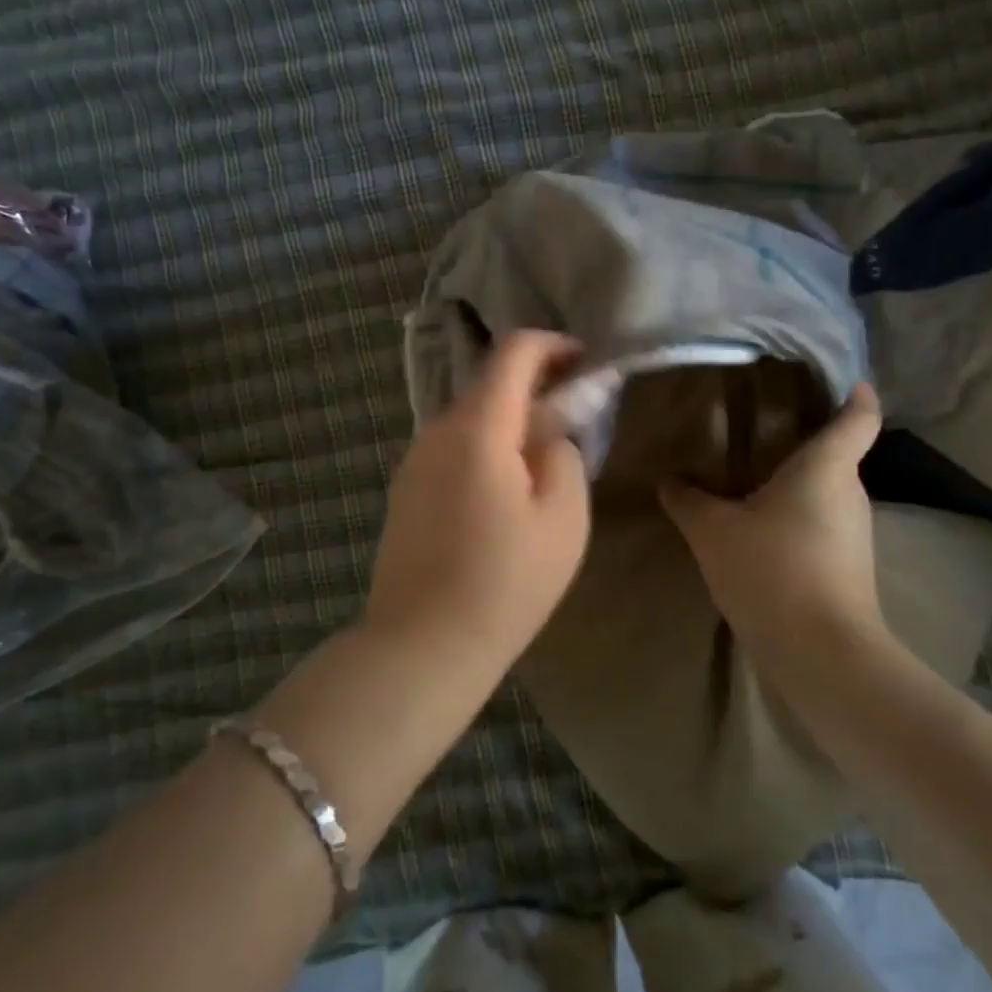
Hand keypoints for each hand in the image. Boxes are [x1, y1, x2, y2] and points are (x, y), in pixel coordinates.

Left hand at [364, 331, 589, 667]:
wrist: (421, 647)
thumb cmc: (505, 582)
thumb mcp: (563, 518)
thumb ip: (564, 456)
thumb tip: (550, 435)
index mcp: (478, 427)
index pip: (513, 352)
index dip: (553, 344)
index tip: (585, 360)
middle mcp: (437, 431)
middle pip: (490, 384)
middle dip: (536, 387)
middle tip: (575, 416)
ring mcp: (414, 460)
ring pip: (471, 418)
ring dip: (511, 421)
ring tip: (544, 459)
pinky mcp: (406, 490)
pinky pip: (453, 449)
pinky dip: (486, 447)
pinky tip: (505, 490)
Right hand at [659, 383, 885, 666]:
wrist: (820, 655)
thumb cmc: (772, 570)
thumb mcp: (713, 531)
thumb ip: (688, 500)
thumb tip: (668, 480)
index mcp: (828, 468)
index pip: (859, 418)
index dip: (857, 396)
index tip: (848, 381)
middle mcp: (850, 494)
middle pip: (837, 456)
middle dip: (806, 442)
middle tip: (765, 429)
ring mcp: (855, 535)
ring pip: (827, 495)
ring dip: (798, 486)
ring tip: (754, 478)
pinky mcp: (850, 569)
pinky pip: (822, 527)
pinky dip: (797, 520)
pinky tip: (761, 531)